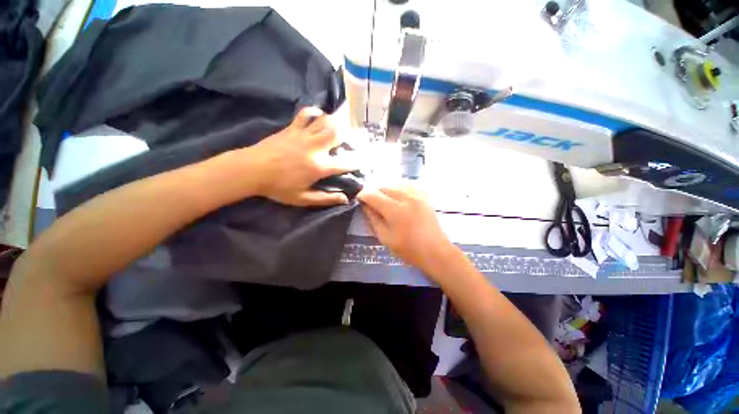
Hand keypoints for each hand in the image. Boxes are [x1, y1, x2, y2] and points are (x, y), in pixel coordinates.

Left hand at [247, 107, 354, 206]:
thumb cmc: (277, 187)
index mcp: (319, 167)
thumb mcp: (303, 198)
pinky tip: (319, 116)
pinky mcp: (292, 128)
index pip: (345, 163)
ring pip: (325, 121)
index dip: (357, 162)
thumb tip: (345, 199)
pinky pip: (305, 114)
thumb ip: (326, 199)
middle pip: (338, 134)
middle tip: (353, 141)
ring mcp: (303, 135)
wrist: (250, 170)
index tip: (363, 162)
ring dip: (336, 123)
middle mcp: (315, 148)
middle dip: (350, 136)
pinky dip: (314, 112)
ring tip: (340, 129)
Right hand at [358, 186, 458, 277]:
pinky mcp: (424, 198)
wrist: (435, 252)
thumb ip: (373, 220)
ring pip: (397, 184)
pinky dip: (401, 189)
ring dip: (387, 190)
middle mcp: (406, 197)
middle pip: (385, 187)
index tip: (359, 199)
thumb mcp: (385, 238)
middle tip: (371, 202)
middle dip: (375, 192)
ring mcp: (417, 196)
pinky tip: (400, 197)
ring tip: (384, 200)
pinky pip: (409, 186)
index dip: (363, 195)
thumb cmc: (408, 249)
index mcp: (394, 209)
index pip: (373, 195)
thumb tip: (366, 207)